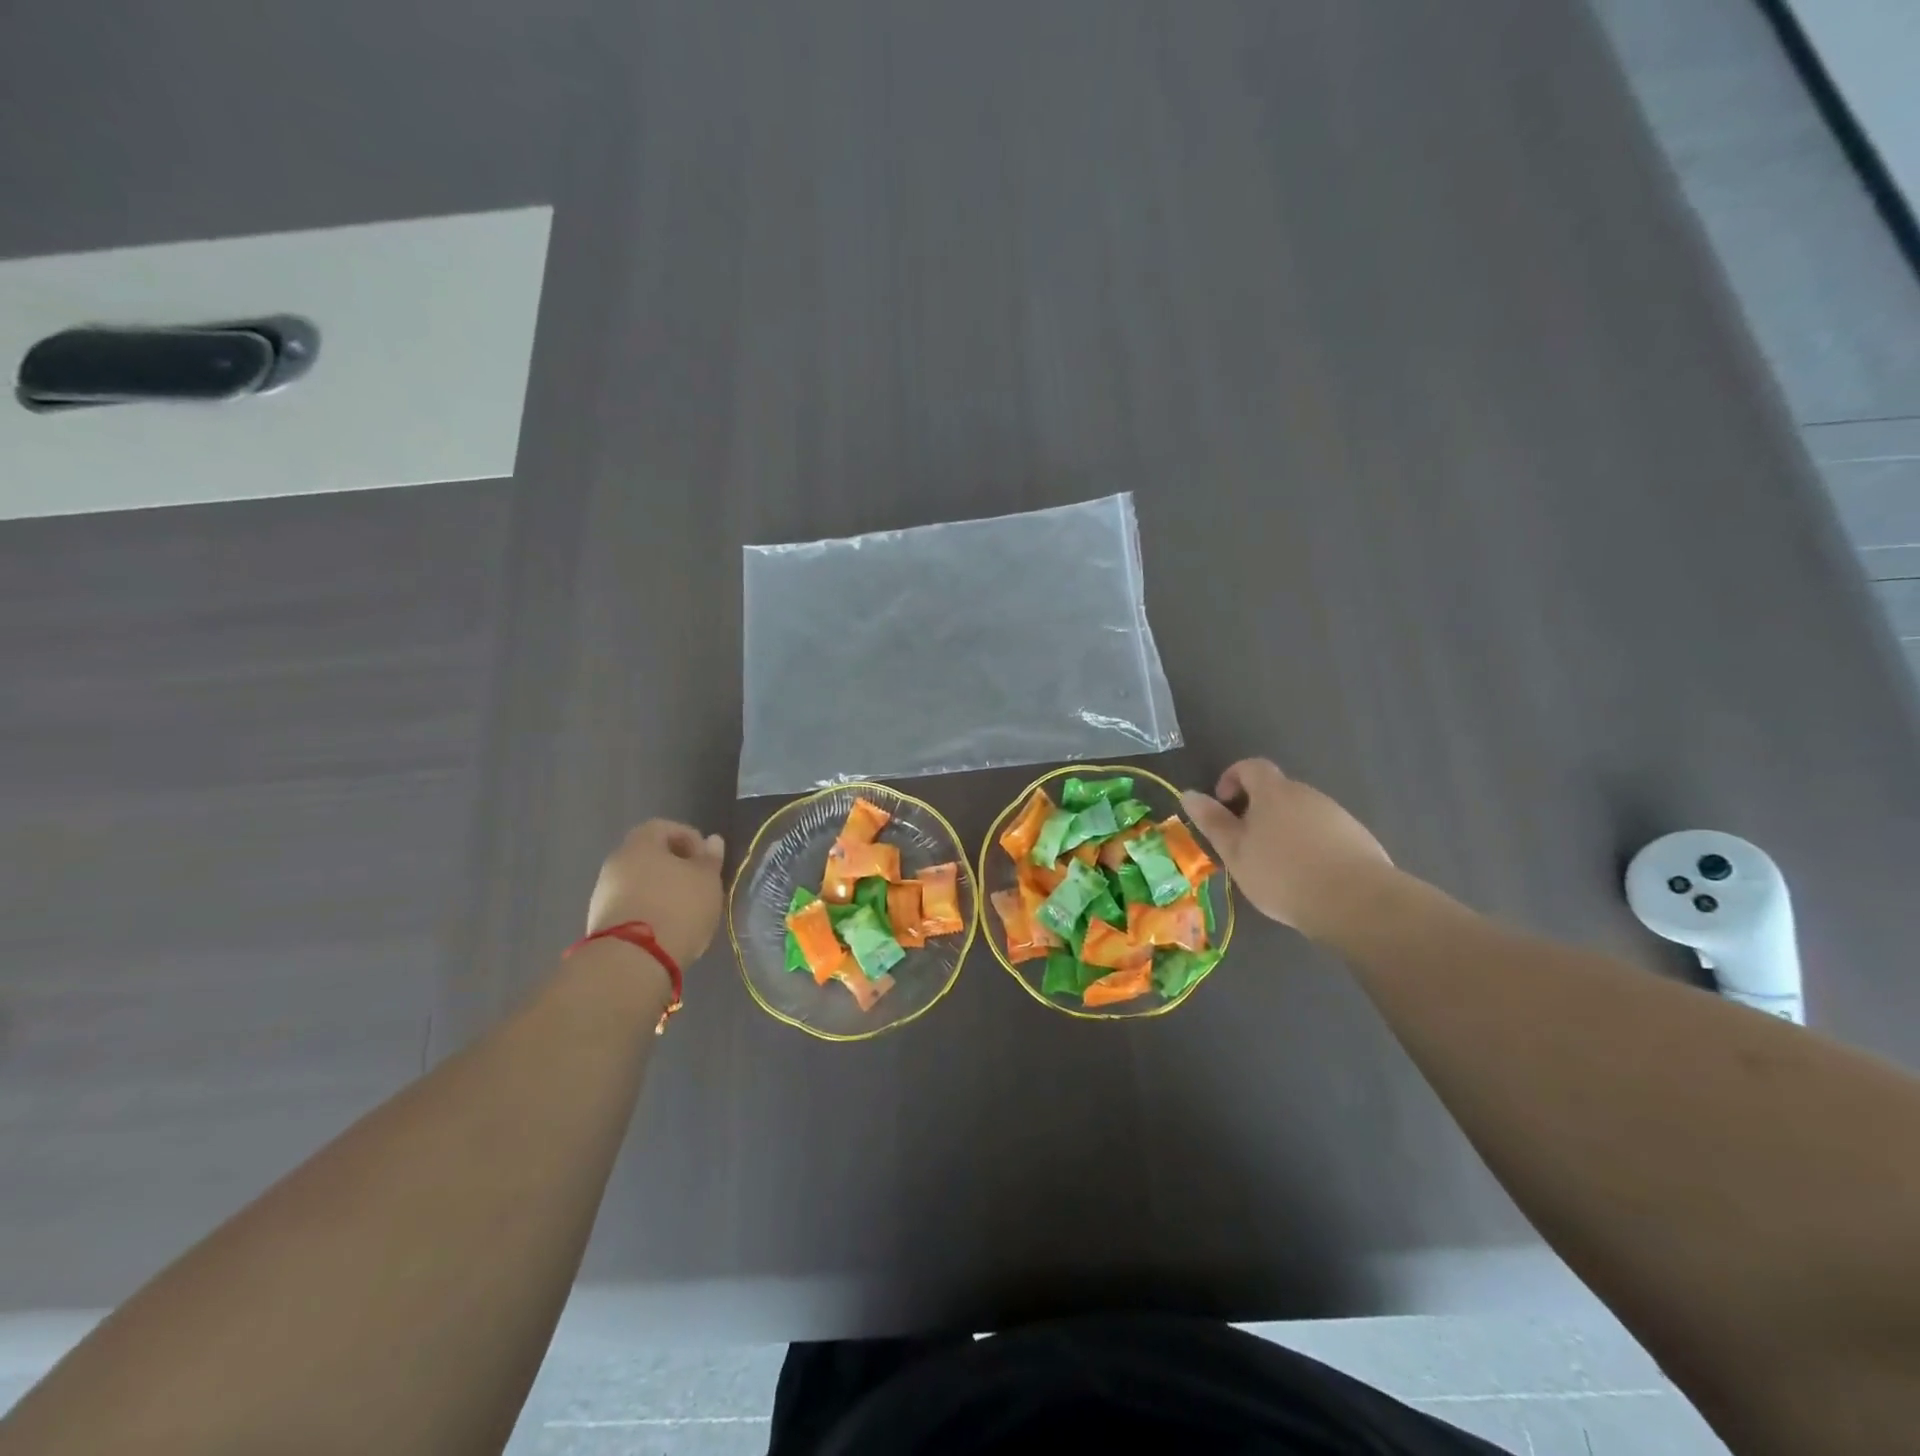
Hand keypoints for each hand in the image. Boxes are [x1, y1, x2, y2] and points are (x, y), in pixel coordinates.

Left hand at [585, 820, 727, 968]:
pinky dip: (648, 910)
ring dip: (661, 889)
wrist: (632, 961)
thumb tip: (712, 840)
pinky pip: (630, 905)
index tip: (706, 859)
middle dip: (675, 866)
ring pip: (638, 881)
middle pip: (649, 855)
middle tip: (698, 883)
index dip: (688, 838)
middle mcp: (616, 862)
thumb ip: (710, 859)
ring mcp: (604, 893)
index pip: (664, 827)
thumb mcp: (707, 880)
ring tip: (685, 910)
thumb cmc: (678, 908)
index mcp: (640, 844)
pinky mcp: (601, 922)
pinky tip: (666, 928)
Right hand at [1182, 759, 1394, 941]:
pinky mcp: (1358, 838)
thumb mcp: (1235, 851)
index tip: (1223, 804)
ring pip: (1301, 813)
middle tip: (1245, 844)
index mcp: (1274, 792)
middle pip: (1277, 791)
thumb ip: (1212, 821)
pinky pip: (1324, 833)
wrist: (1356, 902)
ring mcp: (1337, 815)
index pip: (1250, 766)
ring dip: (1284, 829)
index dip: (1232, 778)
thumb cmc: (1282, 873)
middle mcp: (1307, 794)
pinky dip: (1310, 846)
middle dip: (1257, 810)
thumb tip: (1189, 794)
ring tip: (1276, 866)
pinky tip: (1308, 878)